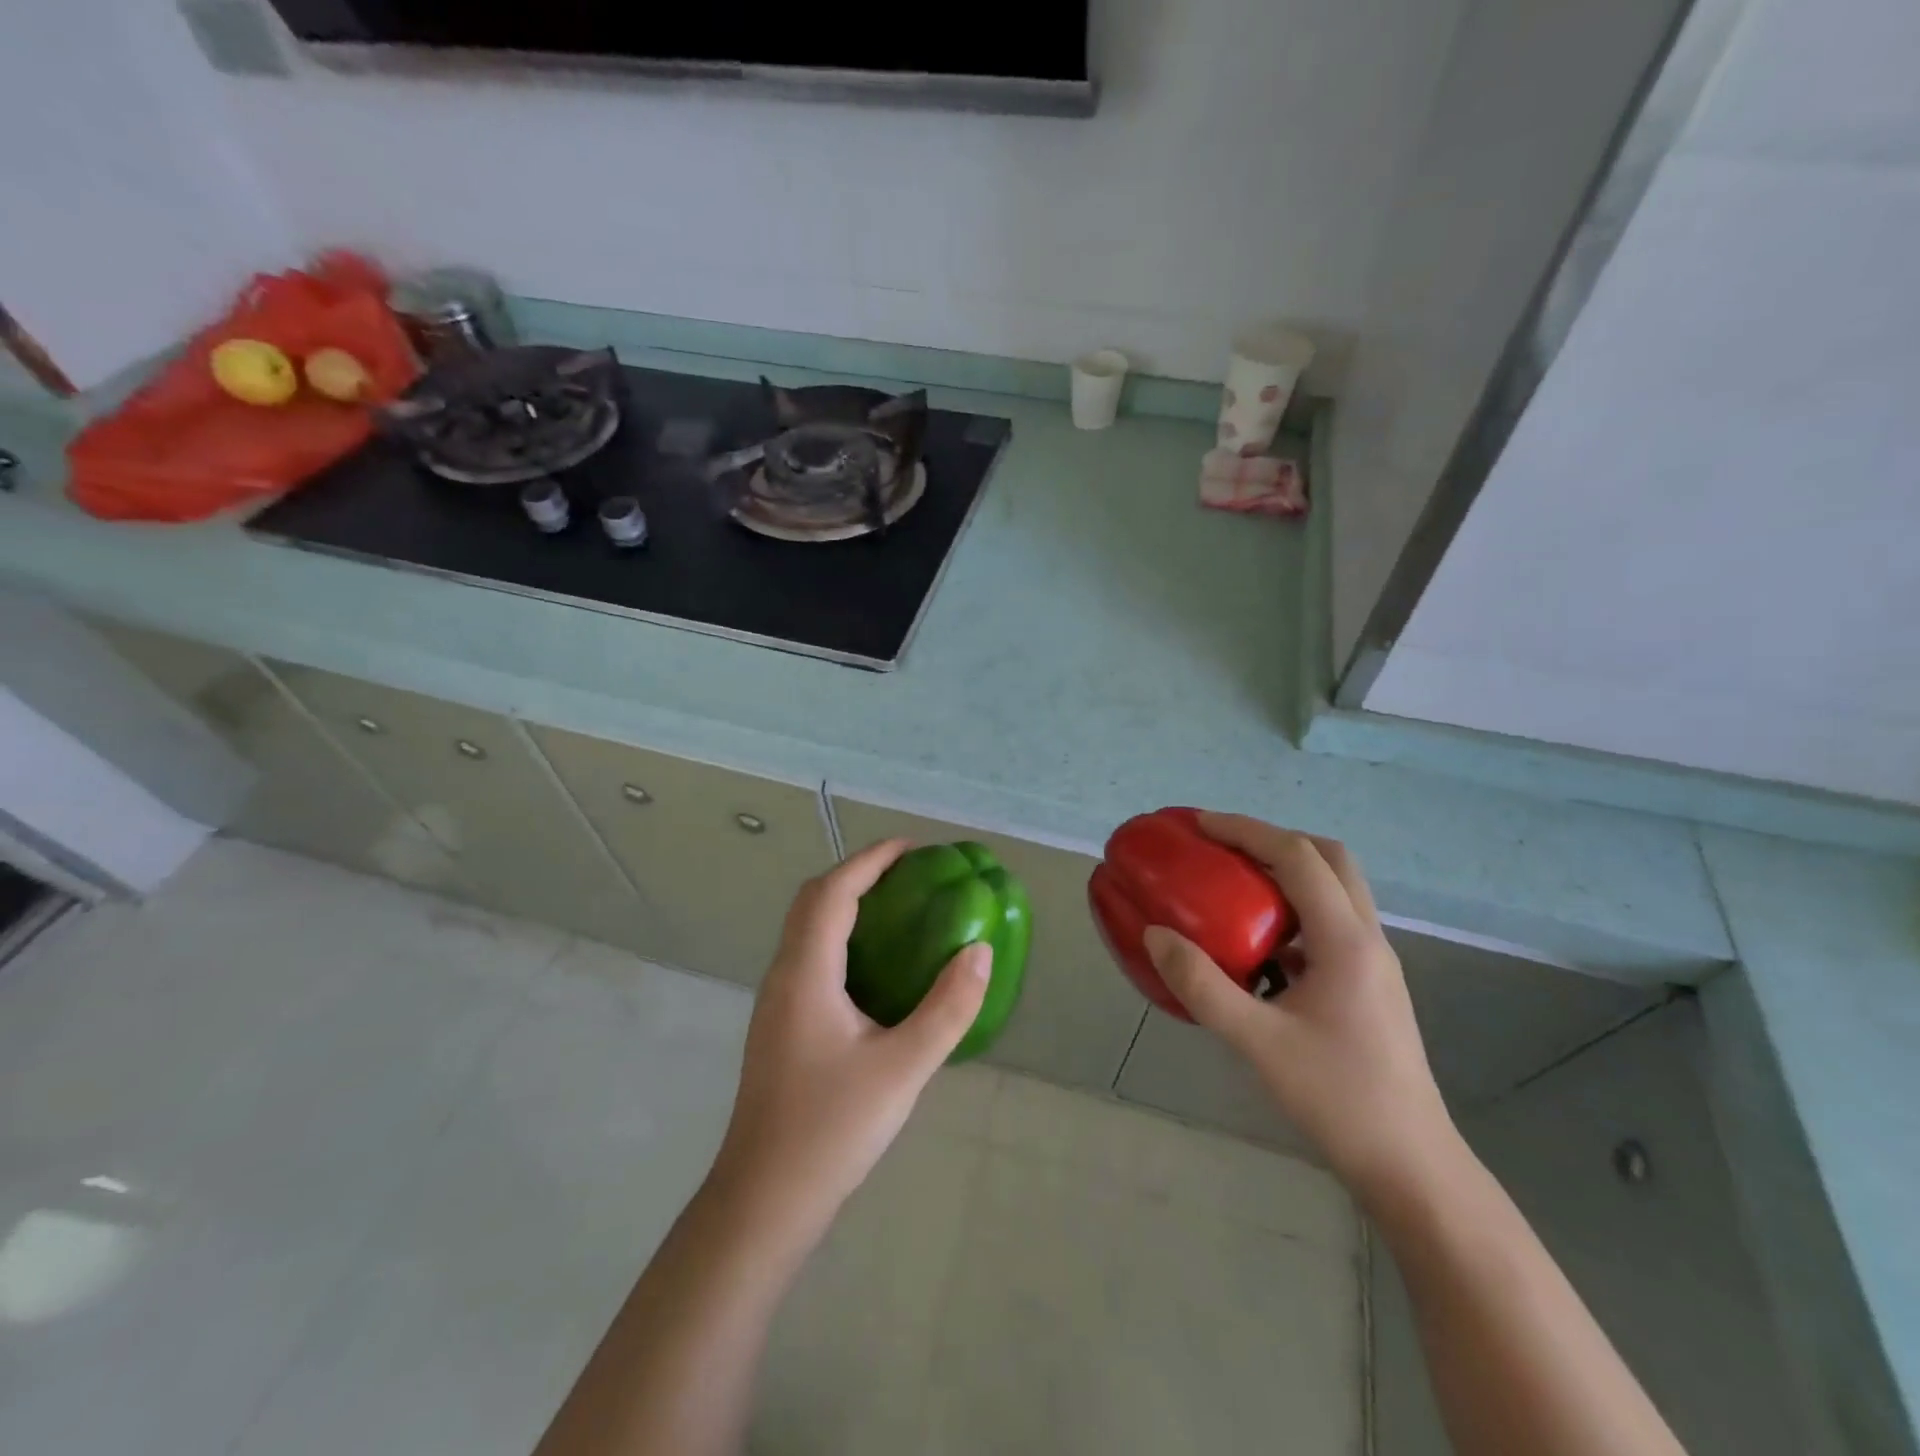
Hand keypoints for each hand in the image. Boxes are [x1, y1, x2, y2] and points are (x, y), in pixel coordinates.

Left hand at [713, 839, 990, 1238]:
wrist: (764, 1201)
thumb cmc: (831, 1129)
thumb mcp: (902, 1068)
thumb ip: (947, 1008)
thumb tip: (979, 951)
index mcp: (806, 973)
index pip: (833, 892)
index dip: (871, 860)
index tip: (912, 848)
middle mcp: (784, 975)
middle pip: (813, 901)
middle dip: (858, 875)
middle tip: (909, 876)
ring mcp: (777, 1002)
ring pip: (807, 929)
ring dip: (847, 904)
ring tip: (899, 910)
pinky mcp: (781, 1025)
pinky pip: (811, 957)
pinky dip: (842, 938)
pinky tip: (877, 968)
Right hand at [1143, 815, 1456, 1201]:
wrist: (1411, 1166)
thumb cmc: (1337, 1098)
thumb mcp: (1257, 1042)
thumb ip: (1202, 986)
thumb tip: (1155, 935)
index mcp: (1346, 941)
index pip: (1297, 858)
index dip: (1247, 831)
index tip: (1200, 824)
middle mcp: (1367, 939)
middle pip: (1329, 859)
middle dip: (1274, 840)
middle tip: (1224, 848)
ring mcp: (1374, 963)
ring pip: (1335, 890)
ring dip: (1287, 873)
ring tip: (1235, 886)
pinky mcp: (1369, 985)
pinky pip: (1330, 924)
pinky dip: (1293, 912)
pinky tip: (1259, 947)